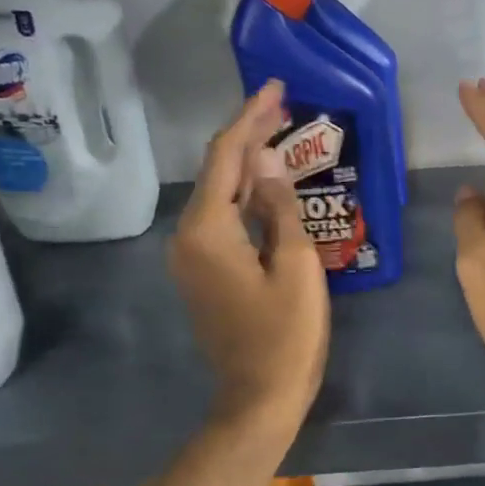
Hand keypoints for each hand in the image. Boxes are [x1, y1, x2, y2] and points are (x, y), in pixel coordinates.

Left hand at [159, 82, 328, 485]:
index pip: (227, 157)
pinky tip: (268, 186)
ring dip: (246, 163)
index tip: (276, 88)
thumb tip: (265, 160)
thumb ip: (279, 208)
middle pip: (217, 171)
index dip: (251, 118)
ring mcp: (191, 257)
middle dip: (247, 134)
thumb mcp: (296, 266)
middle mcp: (188, 236)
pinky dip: (244, 195)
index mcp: (208, 230)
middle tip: (283, 105)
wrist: (259, 397)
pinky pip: (221, 218)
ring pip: (218, 194)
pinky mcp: (203, 272)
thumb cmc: (286, 335)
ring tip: (279, 135)